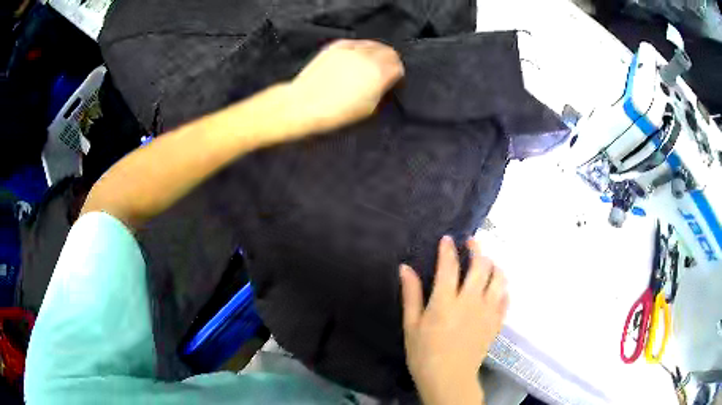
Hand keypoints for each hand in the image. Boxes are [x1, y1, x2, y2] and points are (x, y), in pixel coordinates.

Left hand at [288, 39, 403, 133]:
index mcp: (379, 73)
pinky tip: (356, 58)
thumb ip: (382, 90)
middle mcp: (368, 56)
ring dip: (377, 53)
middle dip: (390, 61)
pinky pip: (356, 43)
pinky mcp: (335, 47)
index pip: (398, 67)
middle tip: (386, 71)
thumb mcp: (369, 108)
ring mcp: (351, 49)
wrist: (304, 105)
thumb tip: (386, 83)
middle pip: (389, 52)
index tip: (394, 81)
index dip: (397, 74)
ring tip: (372, 64)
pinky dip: (360, 49)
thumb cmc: (336, 112)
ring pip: (373, 44)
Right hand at [400, 236, 508, 404]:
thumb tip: (405, 268)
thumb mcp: (411, 325)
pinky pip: (506, 298)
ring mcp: (487, 311)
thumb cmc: (424, 354)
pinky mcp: (496, 322)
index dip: (448, 249)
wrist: (449, 379)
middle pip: (481, 266)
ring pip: (499, 278)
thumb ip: (411, 295)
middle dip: (477, 249)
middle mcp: (471, 301)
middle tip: (471, 243)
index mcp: (446, 302)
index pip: (450, 266)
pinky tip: (496, 287)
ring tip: (487, 263)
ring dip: (494, 265)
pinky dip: (502, 288)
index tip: (448, 239)